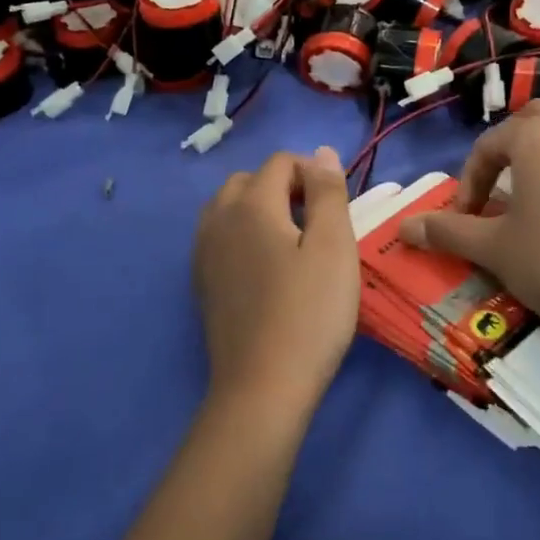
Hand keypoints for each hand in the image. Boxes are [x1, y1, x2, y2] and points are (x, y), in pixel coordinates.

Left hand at [193, 147, 359, 413]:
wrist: (263, 386)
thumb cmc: (309, 313)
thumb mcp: (334, 247)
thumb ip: (328, 193)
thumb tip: (322, 152)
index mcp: (251, 204)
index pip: (281, 162)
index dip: (313, 172)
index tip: (337, 205)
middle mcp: (218, 219)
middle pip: (250, 180)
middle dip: (284, 186)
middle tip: (317, 221)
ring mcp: (204, 252)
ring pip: (229, 207)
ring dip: (260, 208)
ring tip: (292, 240)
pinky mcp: (202, 282)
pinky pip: (220, 236)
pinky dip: (243, 233)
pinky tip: (266, 266)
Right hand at [400, 101, 539, 361]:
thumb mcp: (492, 248)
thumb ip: (447, 231)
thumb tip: (402, 228)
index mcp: (536, 134)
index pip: (488, 146)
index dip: (468, 182)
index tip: (462, 219)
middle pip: (529, 122)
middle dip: (505, 151)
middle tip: (493, 191)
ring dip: (539, 155)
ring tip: (526, 195)